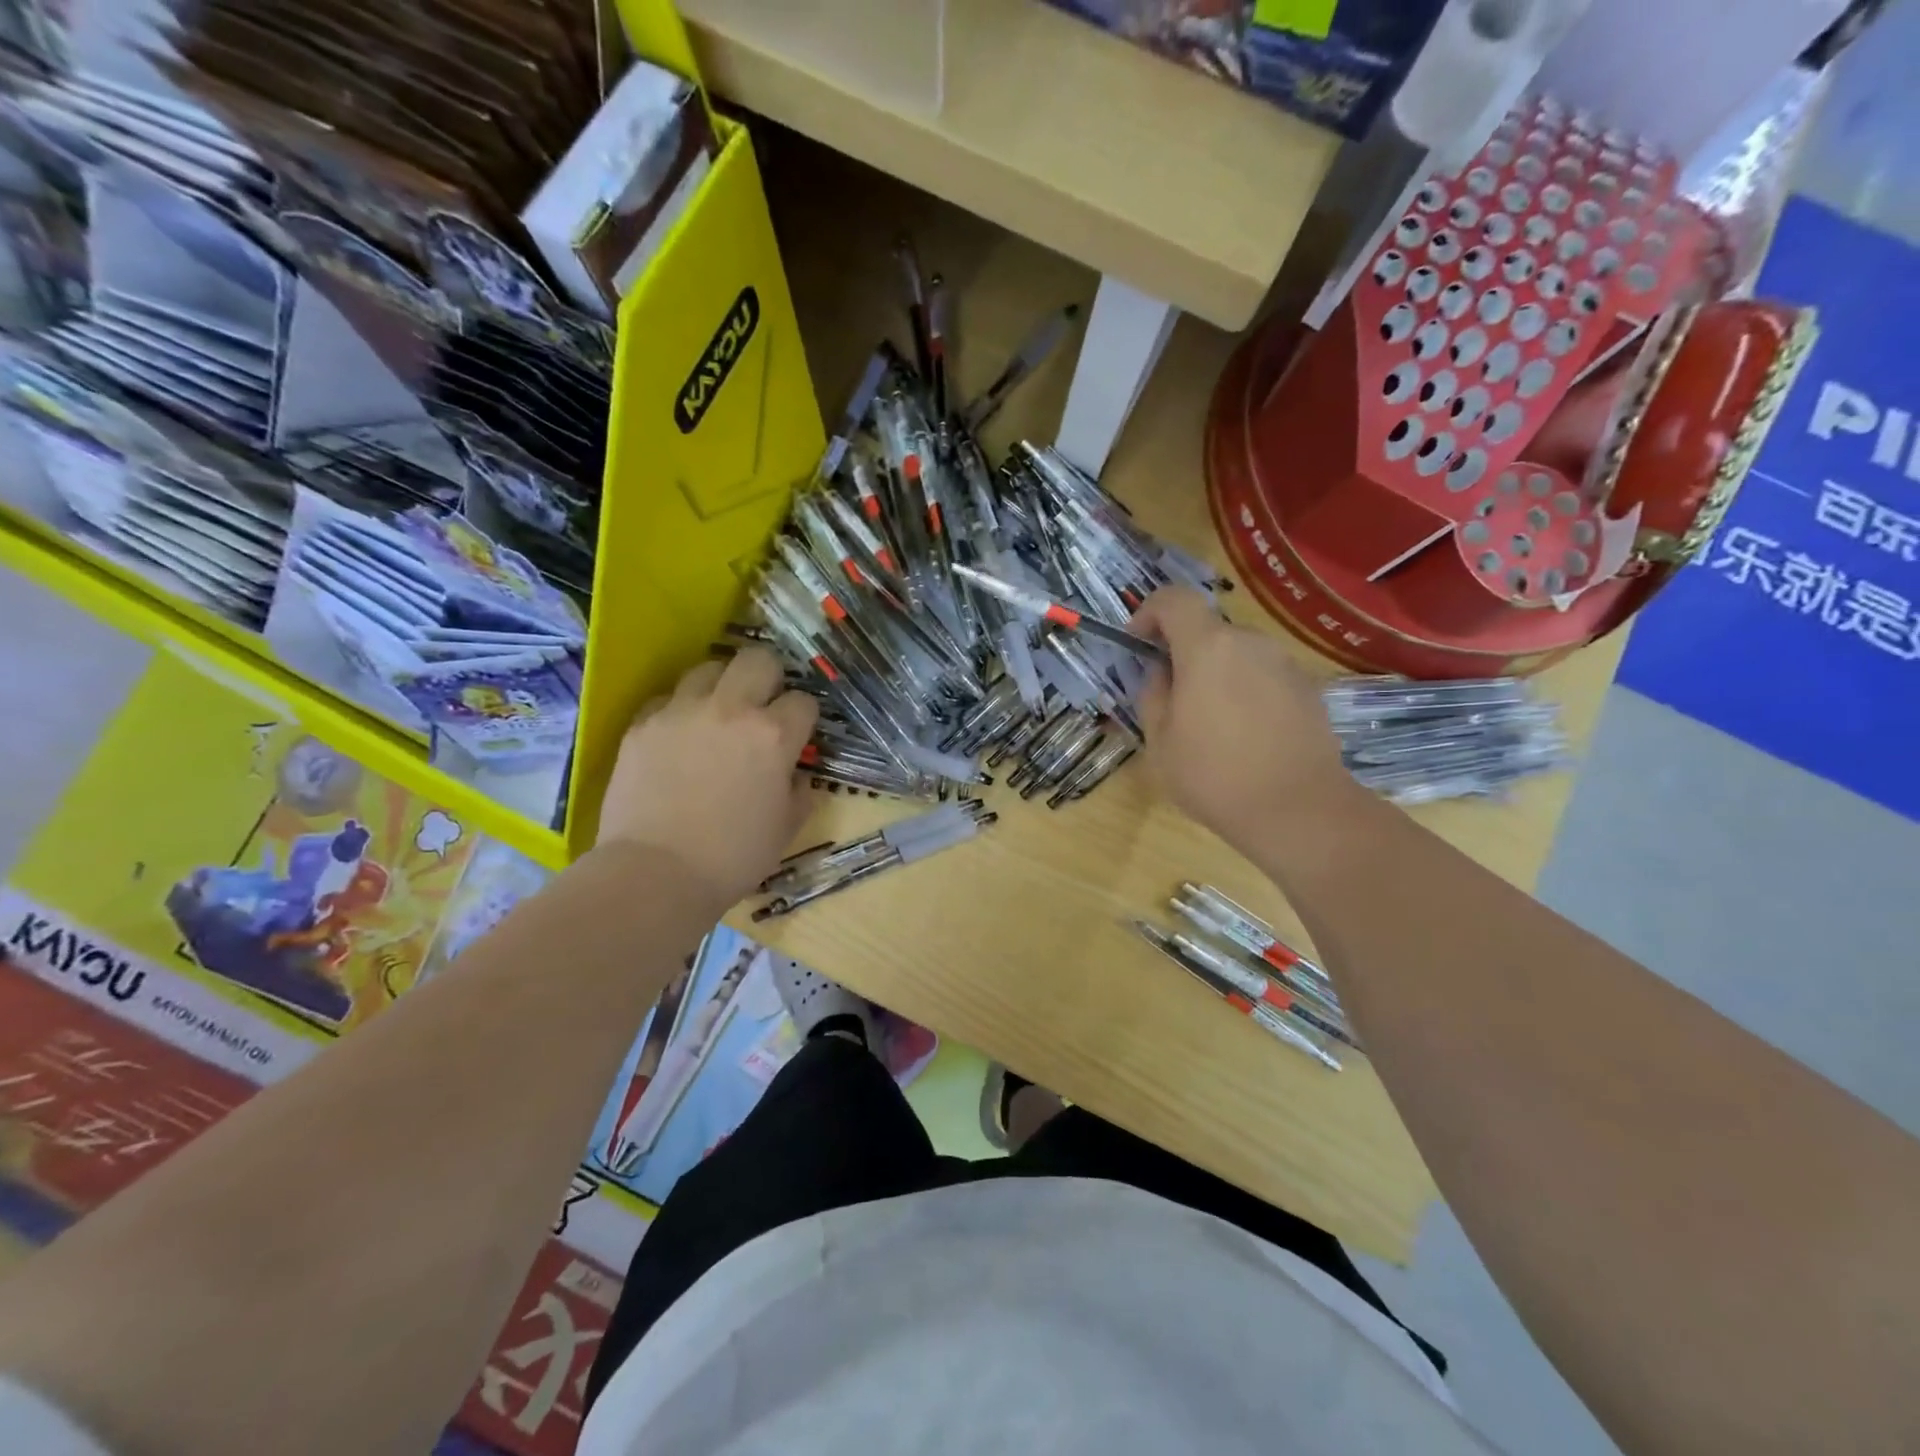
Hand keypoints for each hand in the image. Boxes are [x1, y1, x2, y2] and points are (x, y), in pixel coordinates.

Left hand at [598, 649, 818, 906]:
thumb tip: (795, 775)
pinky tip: (679, 736)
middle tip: (763, 706)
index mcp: (774, 736)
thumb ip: (799, 792)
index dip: (804, 718)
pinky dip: (679, 710)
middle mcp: (731, 710)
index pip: (803, 701)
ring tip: (718, 713)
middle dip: (770, 678)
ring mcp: (681, 712)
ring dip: (722, 686)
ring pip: (709, 668)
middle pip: (759, 660)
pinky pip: (667, 698)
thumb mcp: (786, 829)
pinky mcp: (642, 724)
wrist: (656, 874)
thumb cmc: (733, 857)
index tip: (798, 735)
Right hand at [1131, 586, 1357, 853]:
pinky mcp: (1307, 689)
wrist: (1297, 809)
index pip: (1173, 599)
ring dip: (1216, 674)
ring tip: (1210, 723)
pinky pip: (1264, 676)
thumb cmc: (1214, 775)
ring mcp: (1284, 664)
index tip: (1138, 644)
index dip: (1149, 613)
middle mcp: (1250, 643)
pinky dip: (1246, 691)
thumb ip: (1153, 693)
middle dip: (1184, 653)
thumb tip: (1163, 672)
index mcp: (1208, 647)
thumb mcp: (1160, 740)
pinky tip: (1245, 736)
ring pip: (1237, 654)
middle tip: (1172, 697)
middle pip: (1208, 630)